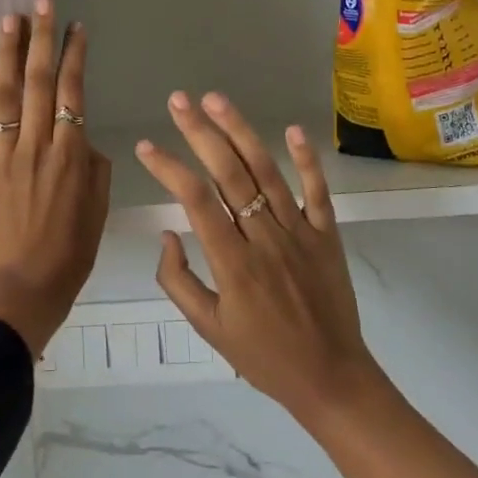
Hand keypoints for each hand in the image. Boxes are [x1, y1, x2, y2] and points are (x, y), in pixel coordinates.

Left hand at [0, 0, 110, 355]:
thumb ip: (94, 167)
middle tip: (41, 4)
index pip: (74, 92)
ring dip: (8, 55)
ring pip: (6, 96)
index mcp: (72, 154)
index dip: (75, 56)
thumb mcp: (99, 209)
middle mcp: (38, 145)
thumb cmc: (71, 252)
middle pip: (41, 83)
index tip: (76, 27)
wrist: (25, 287)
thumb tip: (83, 139)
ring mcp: (4, 156)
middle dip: (42, 40)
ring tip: (9, 19)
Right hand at [135, 92, 384, 425]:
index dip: (169, 168)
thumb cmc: (263, 357)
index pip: (195, 201)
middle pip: (229, 174)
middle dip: (200, 133)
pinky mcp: (328, 234)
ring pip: (267, 172)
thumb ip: (179, 281)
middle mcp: (264, 237)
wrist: (331, 377)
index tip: (147, 146)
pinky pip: (317, 191)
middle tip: (178, 100)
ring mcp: (300, 231)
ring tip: (217, 100)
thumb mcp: (209, 328)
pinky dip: (307, 160)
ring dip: (241, 132)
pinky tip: (292, 129)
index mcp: (233, 263)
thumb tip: (167, 233)